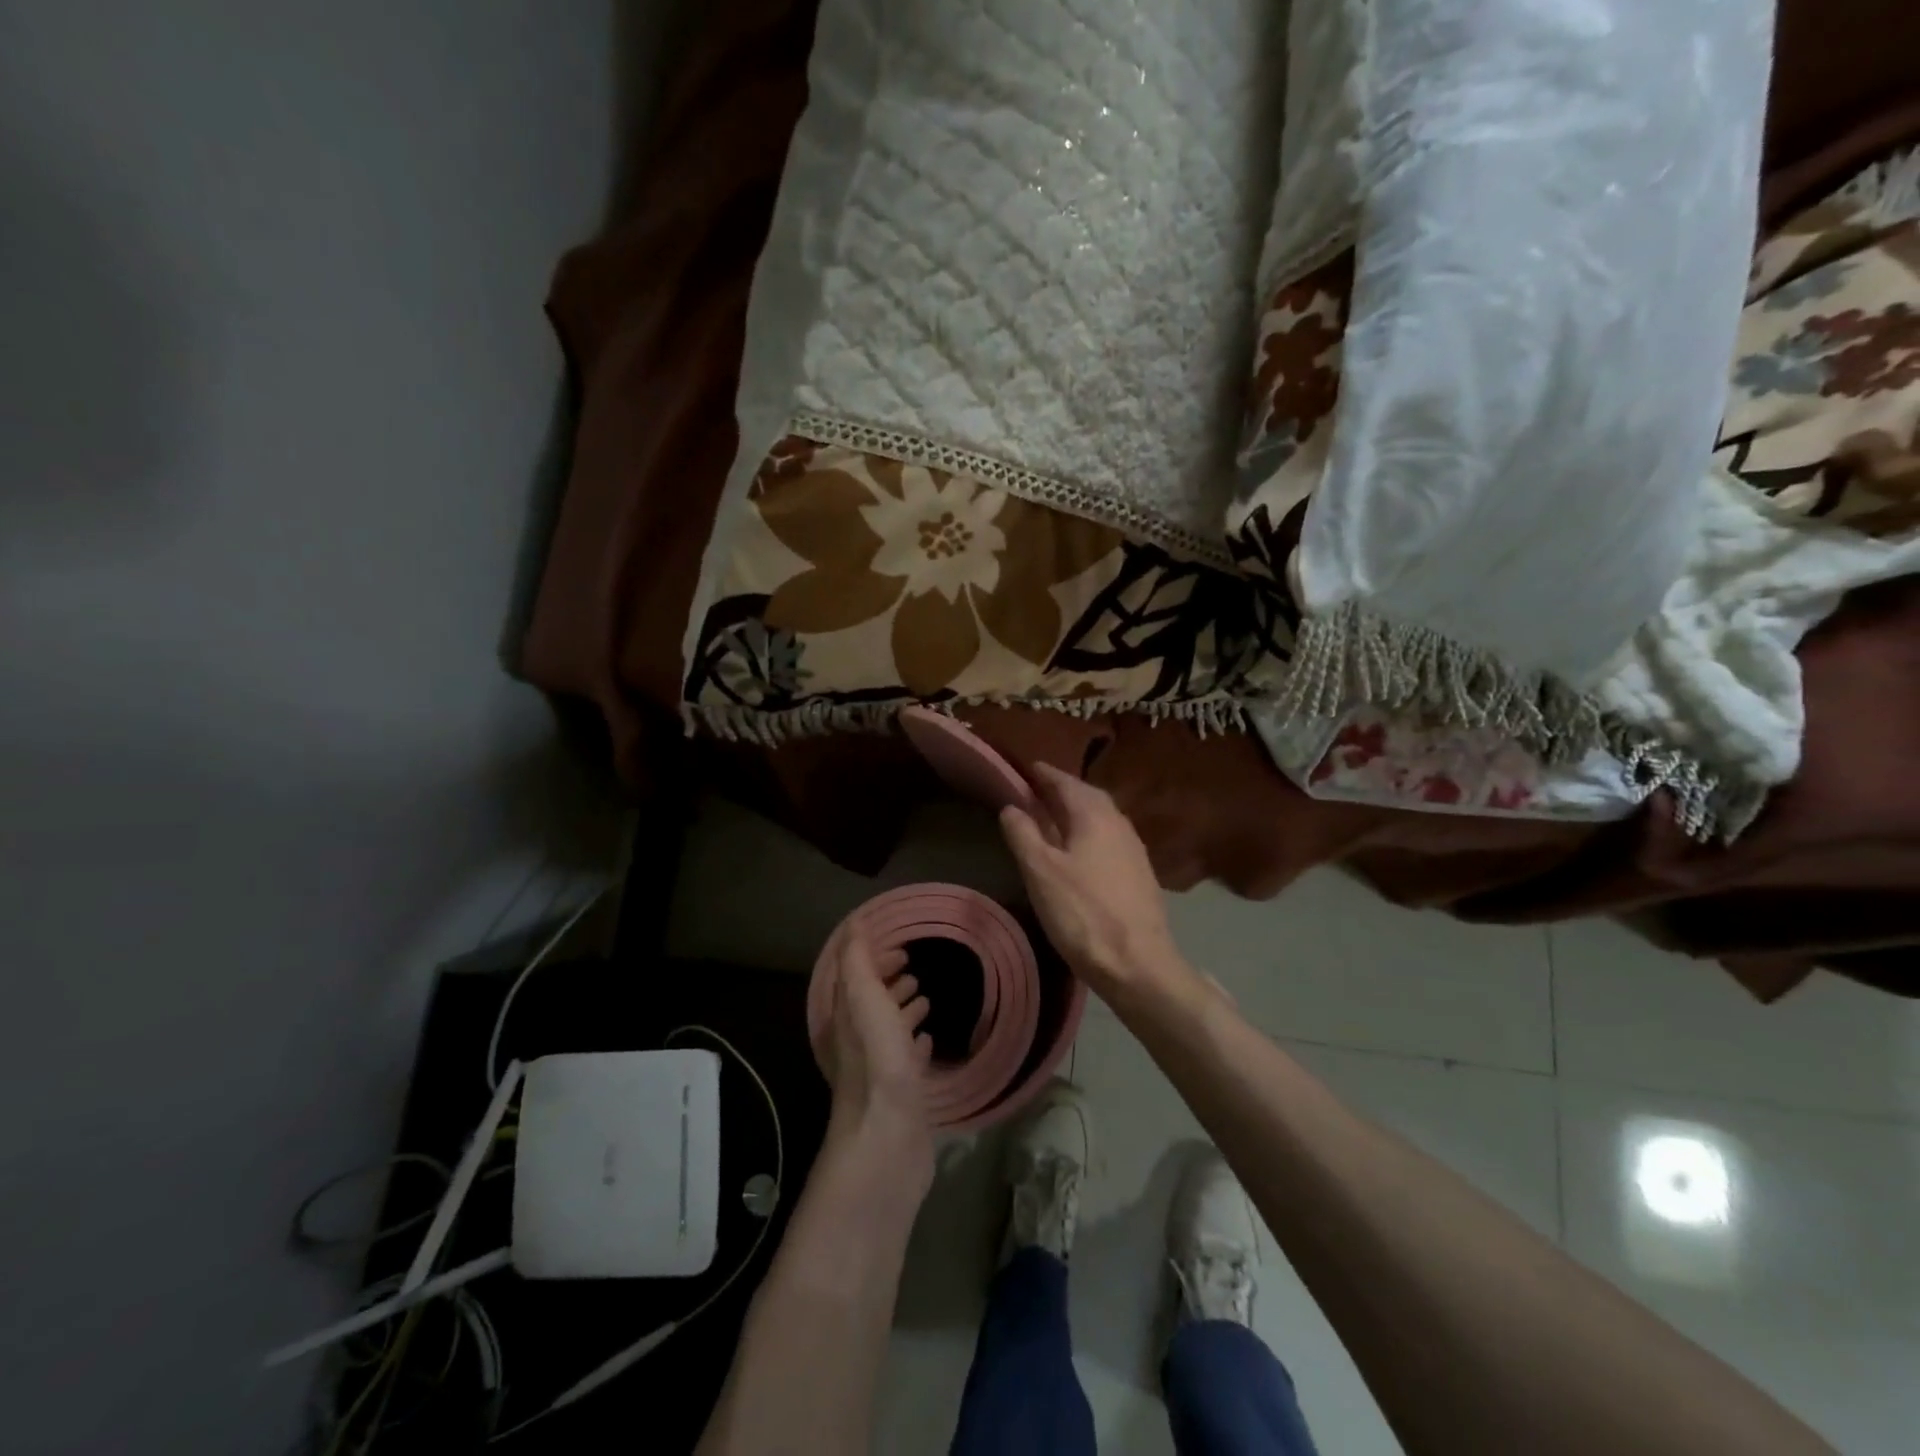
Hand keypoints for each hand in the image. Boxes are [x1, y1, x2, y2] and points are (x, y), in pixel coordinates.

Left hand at [822, 932, 934, 1180]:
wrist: (888, 1139)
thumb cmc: (878, 1063)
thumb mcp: (864, 1000)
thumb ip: (857, 962)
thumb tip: (854, 924)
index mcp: (846, 1017)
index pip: (855, 976)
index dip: (872, 958)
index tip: (900, 947)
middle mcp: (858, 1040)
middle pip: (871, 1001)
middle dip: (888, 980)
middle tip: (913, 967)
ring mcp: (879, 1068)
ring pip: (889, 1028)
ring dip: (903, 1009)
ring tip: (925, 996)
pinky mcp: (901, 1093)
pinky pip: (908, 1058)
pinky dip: (916, 1042)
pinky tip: (929, 1039)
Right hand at [999, 763, 1196, 1003]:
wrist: (1139, 964)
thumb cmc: (1082, 913)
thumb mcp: (1040, 872)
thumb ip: (1023, 834)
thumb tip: (1011, 806)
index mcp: (1094, 815)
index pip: (1066, 782)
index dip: (1045, 774)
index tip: (1027, 767)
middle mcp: (1118, 823)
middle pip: (1088, 796)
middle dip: (1063, 790)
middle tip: (1039, 790)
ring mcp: (1134, 849)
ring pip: (1101, 817)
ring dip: (1078, 811)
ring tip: (1055, 817)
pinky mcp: (1140, 873)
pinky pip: (1109, 838)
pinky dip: (1089, 833)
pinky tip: (1080, 850)